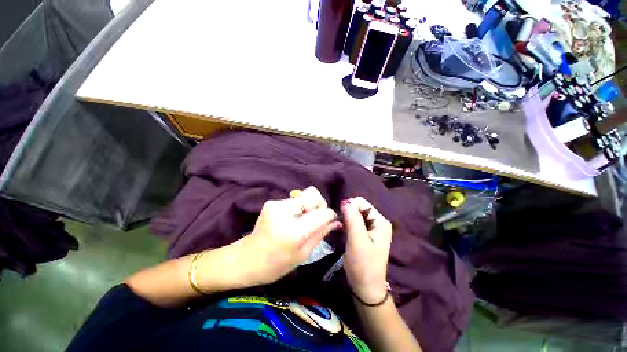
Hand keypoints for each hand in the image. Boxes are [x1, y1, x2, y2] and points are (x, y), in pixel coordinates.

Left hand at [241, 186, 341, 285]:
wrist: (246, 259)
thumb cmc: (276, 264)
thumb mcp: (303, 254)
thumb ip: (321, 233)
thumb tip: (336, 222)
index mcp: (294, 231)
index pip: (322, 212)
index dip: (330, 215)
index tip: (331, 221)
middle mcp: (285, 212)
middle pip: (314, 195)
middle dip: (320, 206)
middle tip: (316, 220)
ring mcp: (276, 204)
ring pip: (304, 196)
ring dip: (308, 207)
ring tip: (302, 221)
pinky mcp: (272, 202)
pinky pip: (295, 200)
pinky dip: (299, 208)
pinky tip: (292, 220)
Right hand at [342, 197, 391, 303]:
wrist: (366, 287)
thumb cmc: (363, 265)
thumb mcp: (357, 240)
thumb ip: (352, 219)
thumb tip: (345, 201)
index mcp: (380, 221)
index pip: (362, 203)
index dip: (350, 207)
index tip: (342, 220)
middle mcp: (379, 222)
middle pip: (359, 208)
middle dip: (349, 214)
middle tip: (343, 227)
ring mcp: (373, 229)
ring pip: (356, 215)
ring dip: (347, 220)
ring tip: (344, 232)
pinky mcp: (367, 235)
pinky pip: (356, 223)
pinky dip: (349, 225)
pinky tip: (346, 234)